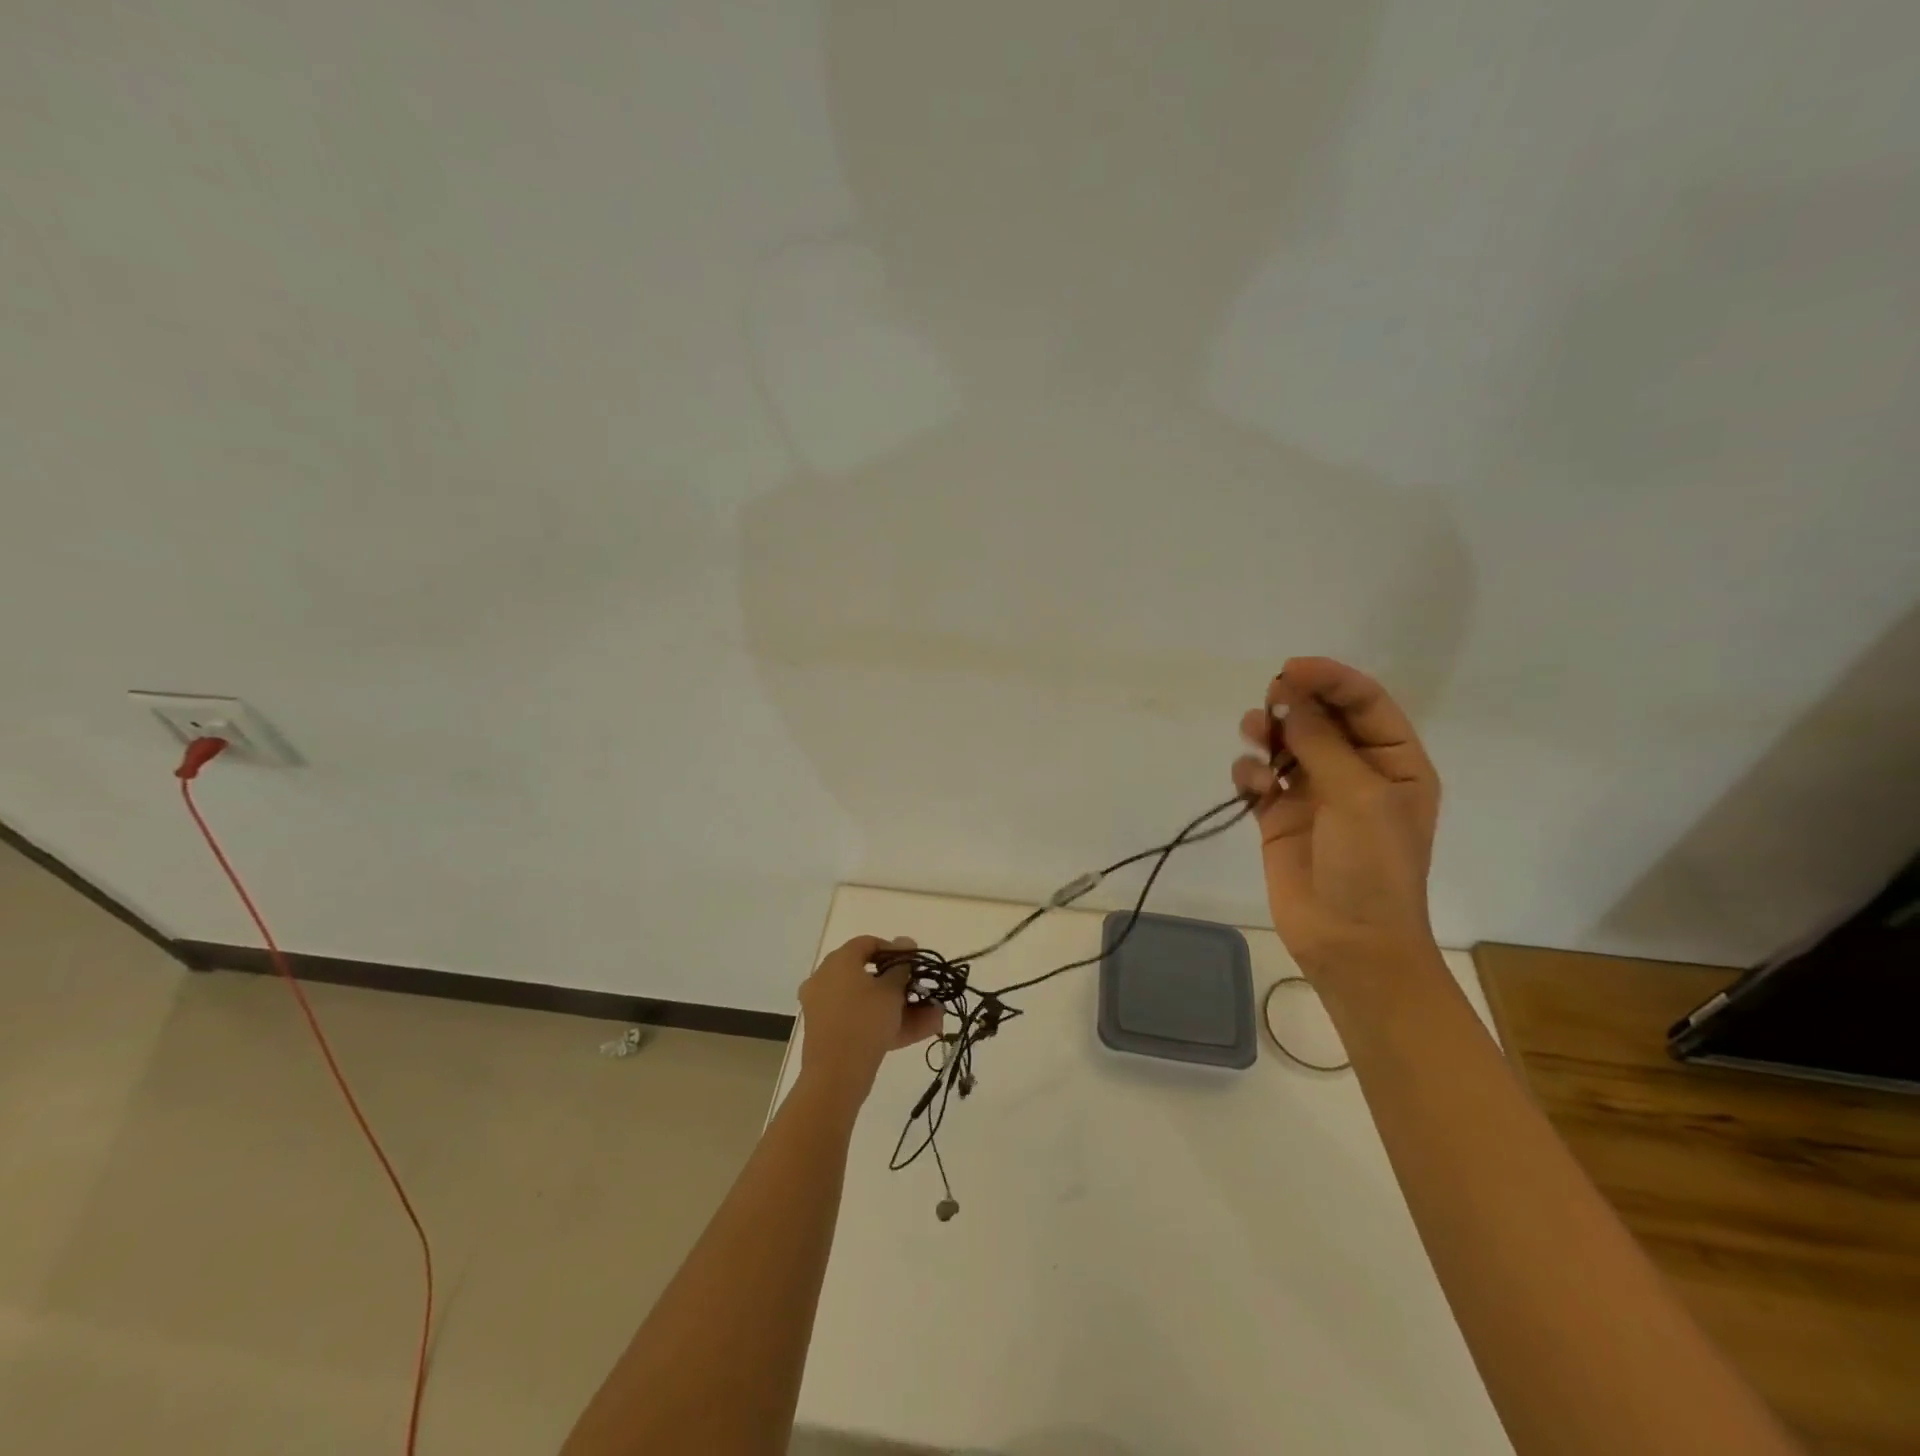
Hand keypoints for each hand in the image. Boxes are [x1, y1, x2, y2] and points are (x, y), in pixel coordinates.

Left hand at [796, 935, 944, 1106]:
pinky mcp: (831, 1035)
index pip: (867, 944)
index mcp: (838, 962)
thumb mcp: (891, 990)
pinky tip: (924, 1029)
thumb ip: (902, 966)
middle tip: (926, 991)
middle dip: (903, 985)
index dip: (894, 950)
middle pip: (869, 975)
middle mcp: (826, 980)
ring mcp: (826, 1009)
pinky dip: (888, 1023)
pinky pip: (863, 1021)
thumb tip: (905, 941)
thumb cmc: (864, 1021)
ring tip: (936, 1015)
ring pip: (870, 1002)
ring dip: (903, 1007)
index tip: (915, 963)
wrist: (835, 1077)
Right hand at [1231, 657, 1442, 980]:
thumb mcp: (1358, 798)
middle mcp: (1355, 772)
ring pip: (1286, 744)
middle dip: (1295, 703)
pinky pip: (1260, 779)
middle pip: (1321, 717)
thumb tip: (1291, 699)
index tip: (1292, 669)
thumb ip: (1323, 744)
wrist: (1349, 942)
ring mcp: (1315, 794)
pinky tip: (1252, 784)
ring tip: (1255, 735)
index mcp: (1394, 763)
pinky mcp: (1279, 817)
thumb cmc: (1372, 868)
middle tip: (1271, 702)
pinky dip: (1252, 772)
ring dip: (1268, 732)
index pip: (1364, 703)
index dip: (1331, 679)